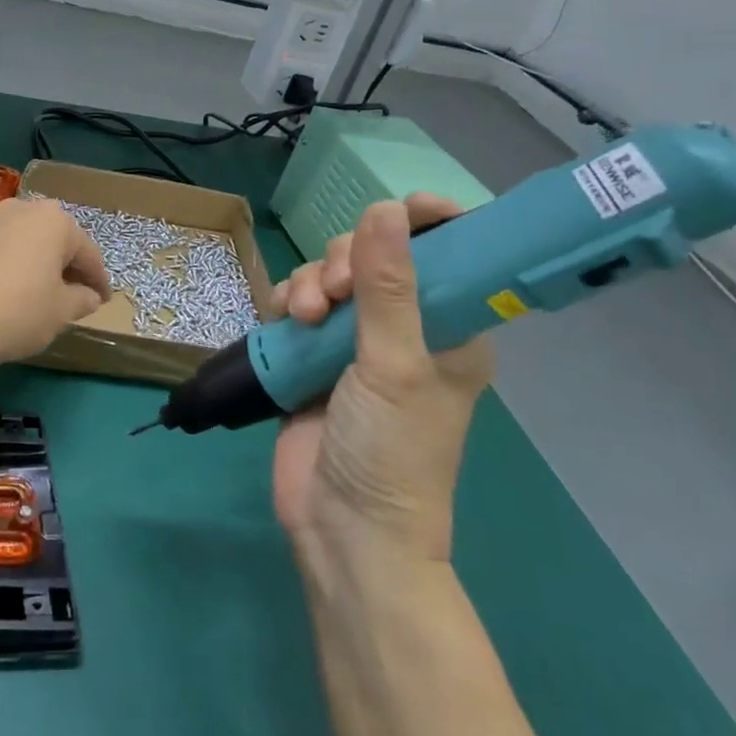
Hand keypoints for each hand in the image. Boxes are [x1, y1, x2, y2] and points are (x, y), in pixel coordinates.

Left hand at [0, 198, 111, 367]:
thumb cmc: (17, 314)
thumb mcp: (61, 313)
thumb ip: (81, 299)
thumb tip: (89, 296)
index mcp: (56, 221)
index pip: (87, 252)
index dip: (98, 279)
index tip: (103, 300)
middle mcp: (23, 207)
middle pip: (53, 237)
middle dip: (64, 262)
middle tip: (71, 291)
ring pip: (18, 232)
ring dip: (29, 252)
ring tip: (32, 280)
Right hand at [269, 194, 493, 563]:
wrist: (343, 529)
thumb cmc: (391, 451)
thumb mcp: (395, 366)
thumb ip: (389, 287)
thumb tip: (385, 206)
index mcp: (450, 330)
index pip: (450, 256)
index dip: (429, 223)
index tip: (398, 208)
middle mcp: (404, 330)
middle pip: (375, 258)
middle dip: (347, 261)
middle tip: (336, 293)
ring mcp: (354, 344)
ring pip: (330, 278)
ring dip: (311, 283)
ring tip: (304, 316)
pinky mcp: (313, 358)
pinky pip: (299, 306)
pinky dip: (289, 303)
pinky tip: (284, 320)